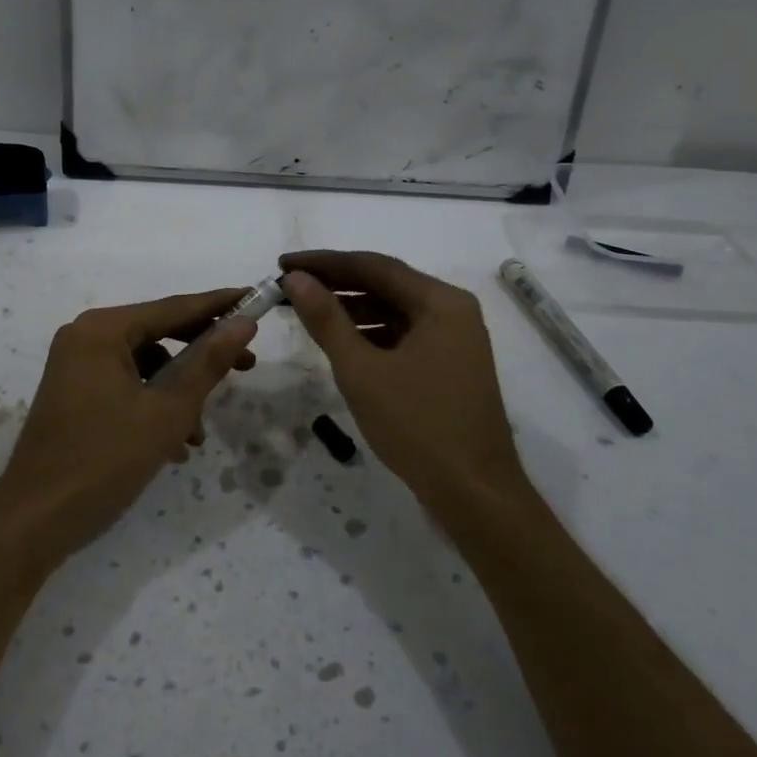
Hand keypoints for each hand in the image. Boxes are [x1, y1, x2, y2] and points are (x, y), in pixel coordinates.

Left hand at [0, 289, 258, 569]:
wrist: (35, 520)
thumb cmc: (104, 459)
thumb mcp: (167, 411)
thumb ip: (208, 363)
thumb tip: (243, 323)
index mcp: (103, 330)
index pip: (173, 308)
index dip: (219, 305)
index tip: (257, 298)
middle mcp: (85, 337)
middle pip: (158, 333)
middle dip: (201, 355)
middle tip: (247, 365)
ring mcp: (76, 366)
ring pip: (145, 365)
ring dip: (178, 392)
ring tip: (199, 434)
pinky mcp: (74, 394)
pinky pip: (125, 386)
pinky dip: (153, 406)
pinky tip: (174, 445)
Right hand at [280, 251, 521, 498]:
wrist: (474, 493)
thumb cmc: (417, 425)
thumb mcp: (362, 370)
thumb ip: (326, 319)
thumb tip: (296, 278)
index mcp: (441, 302)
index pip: (373, 266)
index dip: (324, 263)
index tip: (282, 264)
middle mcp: (453, 311)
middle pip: (385, 284)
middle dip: (336, 284)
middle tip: (289, 286)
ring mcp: (455, 340)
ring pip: (394, 311)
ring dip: (351, 309)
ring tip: (306, 312)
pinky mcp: (449, 366)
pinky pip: (403, 336)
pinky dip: (370, 334)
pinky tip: (341, 342)